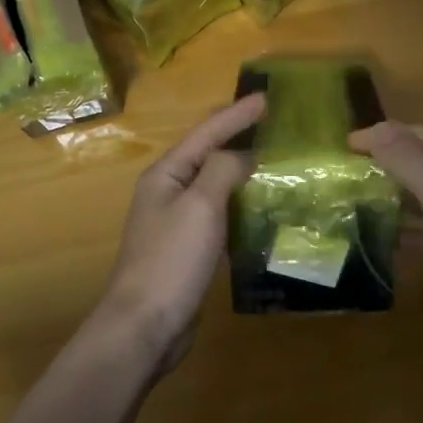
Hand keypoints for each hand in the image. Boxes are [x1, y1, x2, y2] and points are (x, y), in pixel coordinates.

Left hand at [92, 93, 265, 375]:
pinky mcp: (190, 249)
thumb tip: (245, 157)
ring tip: (276, 159)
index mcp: (166, 174)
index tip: (268, 98)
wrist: (146, 325)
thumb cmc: (171, 260)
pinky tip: (263, 206)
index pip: (206, 133)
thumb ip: (222, 170)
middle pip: (208, 154)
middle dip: (239, 135)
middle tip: (275, 123)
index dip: (237, 114)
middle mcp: (169, 192)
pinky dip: (242, 203)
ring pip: (216, 184)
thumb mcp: (199, 206)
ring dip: (243, 169)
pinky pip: (221, 214)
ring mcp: (178, 222)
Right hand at [349, 121, 422, 329]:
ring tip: (359, 203)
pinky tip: (387, 238)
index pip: (419, 135)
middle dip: (388, 165)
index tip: (344, 148)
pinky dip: (412, 229)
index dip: (382, 137)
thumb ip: (408, 161)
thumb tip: (374, 128)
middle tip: (348, 175)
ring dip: (397, 198)